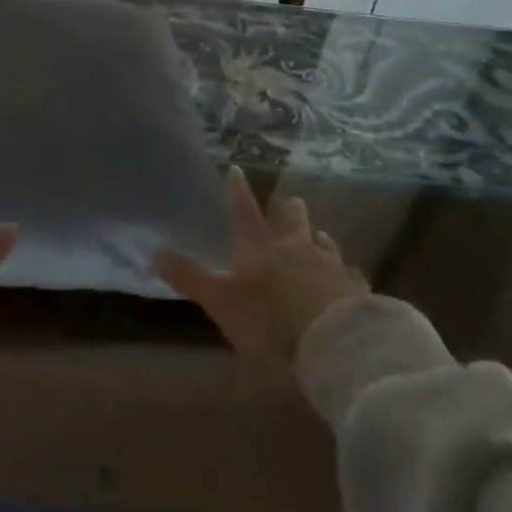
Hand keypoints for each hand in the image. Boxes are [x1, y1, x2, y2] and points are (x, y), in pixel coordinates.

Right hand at [154, 169, 367, 363]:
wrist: (334, 341)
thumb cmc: (269, 320)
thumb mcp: (221, 302)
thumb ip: (190, 278)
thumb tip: (153, 252)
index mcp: (261, 248)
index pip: (244, 212)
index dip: (238, 192)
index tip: (236, 169)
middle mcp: (297, 249)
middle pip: (294, 222)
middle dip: (291, 211)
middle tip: (292, 201)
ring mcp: (331, 267)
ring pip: (326, 245)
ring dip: (320, 240)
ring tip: (321, 236)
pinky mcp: (357, 291)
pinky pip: (351, 277)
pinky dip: (346, 276)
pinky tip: (351, 281)